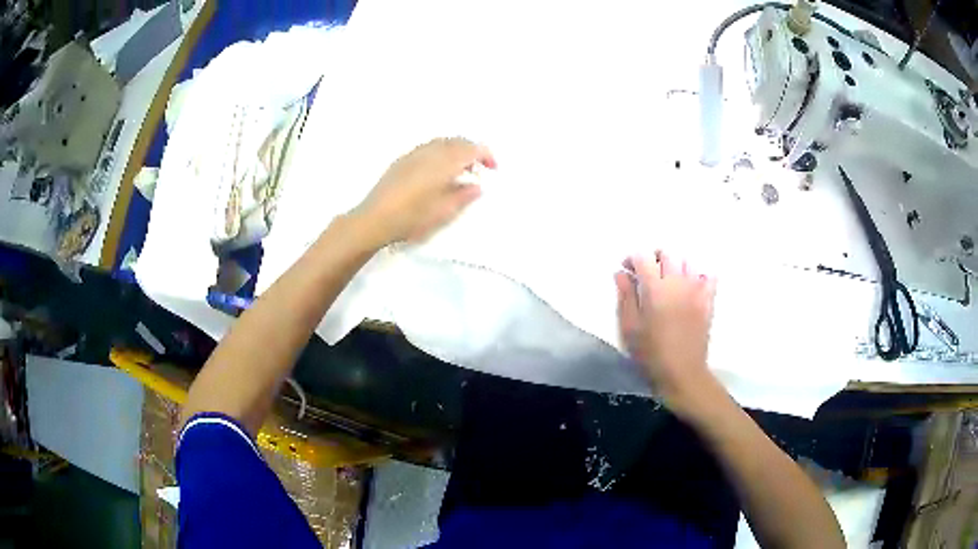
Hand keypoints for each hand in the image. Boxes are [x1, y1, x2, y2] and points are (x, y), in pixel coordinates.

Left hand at [353, 137, 496, 246]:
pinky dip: (441, 152)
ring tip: (460, 169)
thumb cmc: (411, 218)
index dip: (486, 155)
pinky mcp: (402, 160)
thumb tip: (477, 186)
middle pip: (457, 141)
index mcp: (443, 163)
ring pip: (442, 142)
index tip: (493, 168)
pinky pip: (428, 147)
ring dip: (456, 150)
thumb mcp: (443, 212)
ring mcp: (414, 154)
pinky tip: (438, 170)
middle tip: (479, 169)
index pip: (472, 148)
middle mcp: (430, 152)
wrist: (373, 219)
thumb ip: (463, 196)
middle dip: (472, 151)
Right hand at [614, 251, 718, 413]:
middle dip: (654, 257)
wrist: (682, 373)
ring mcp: (696, 290)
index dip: (632, 259)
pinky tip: (692, 285)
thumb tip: (621, 273)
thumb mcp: (630, 327)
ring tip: (670, 279)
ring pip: (688, 261)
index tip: (627, 270)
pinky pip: (709, 276)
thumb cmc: (650, 353)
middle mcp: (677, 282)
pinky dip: (700, 275)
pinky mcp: (708, 300)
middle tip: (648, 272)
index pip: (642, 257)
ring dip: (676, 265)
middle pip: (667, 253)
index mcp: (654, 288)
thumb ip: (626, 296)